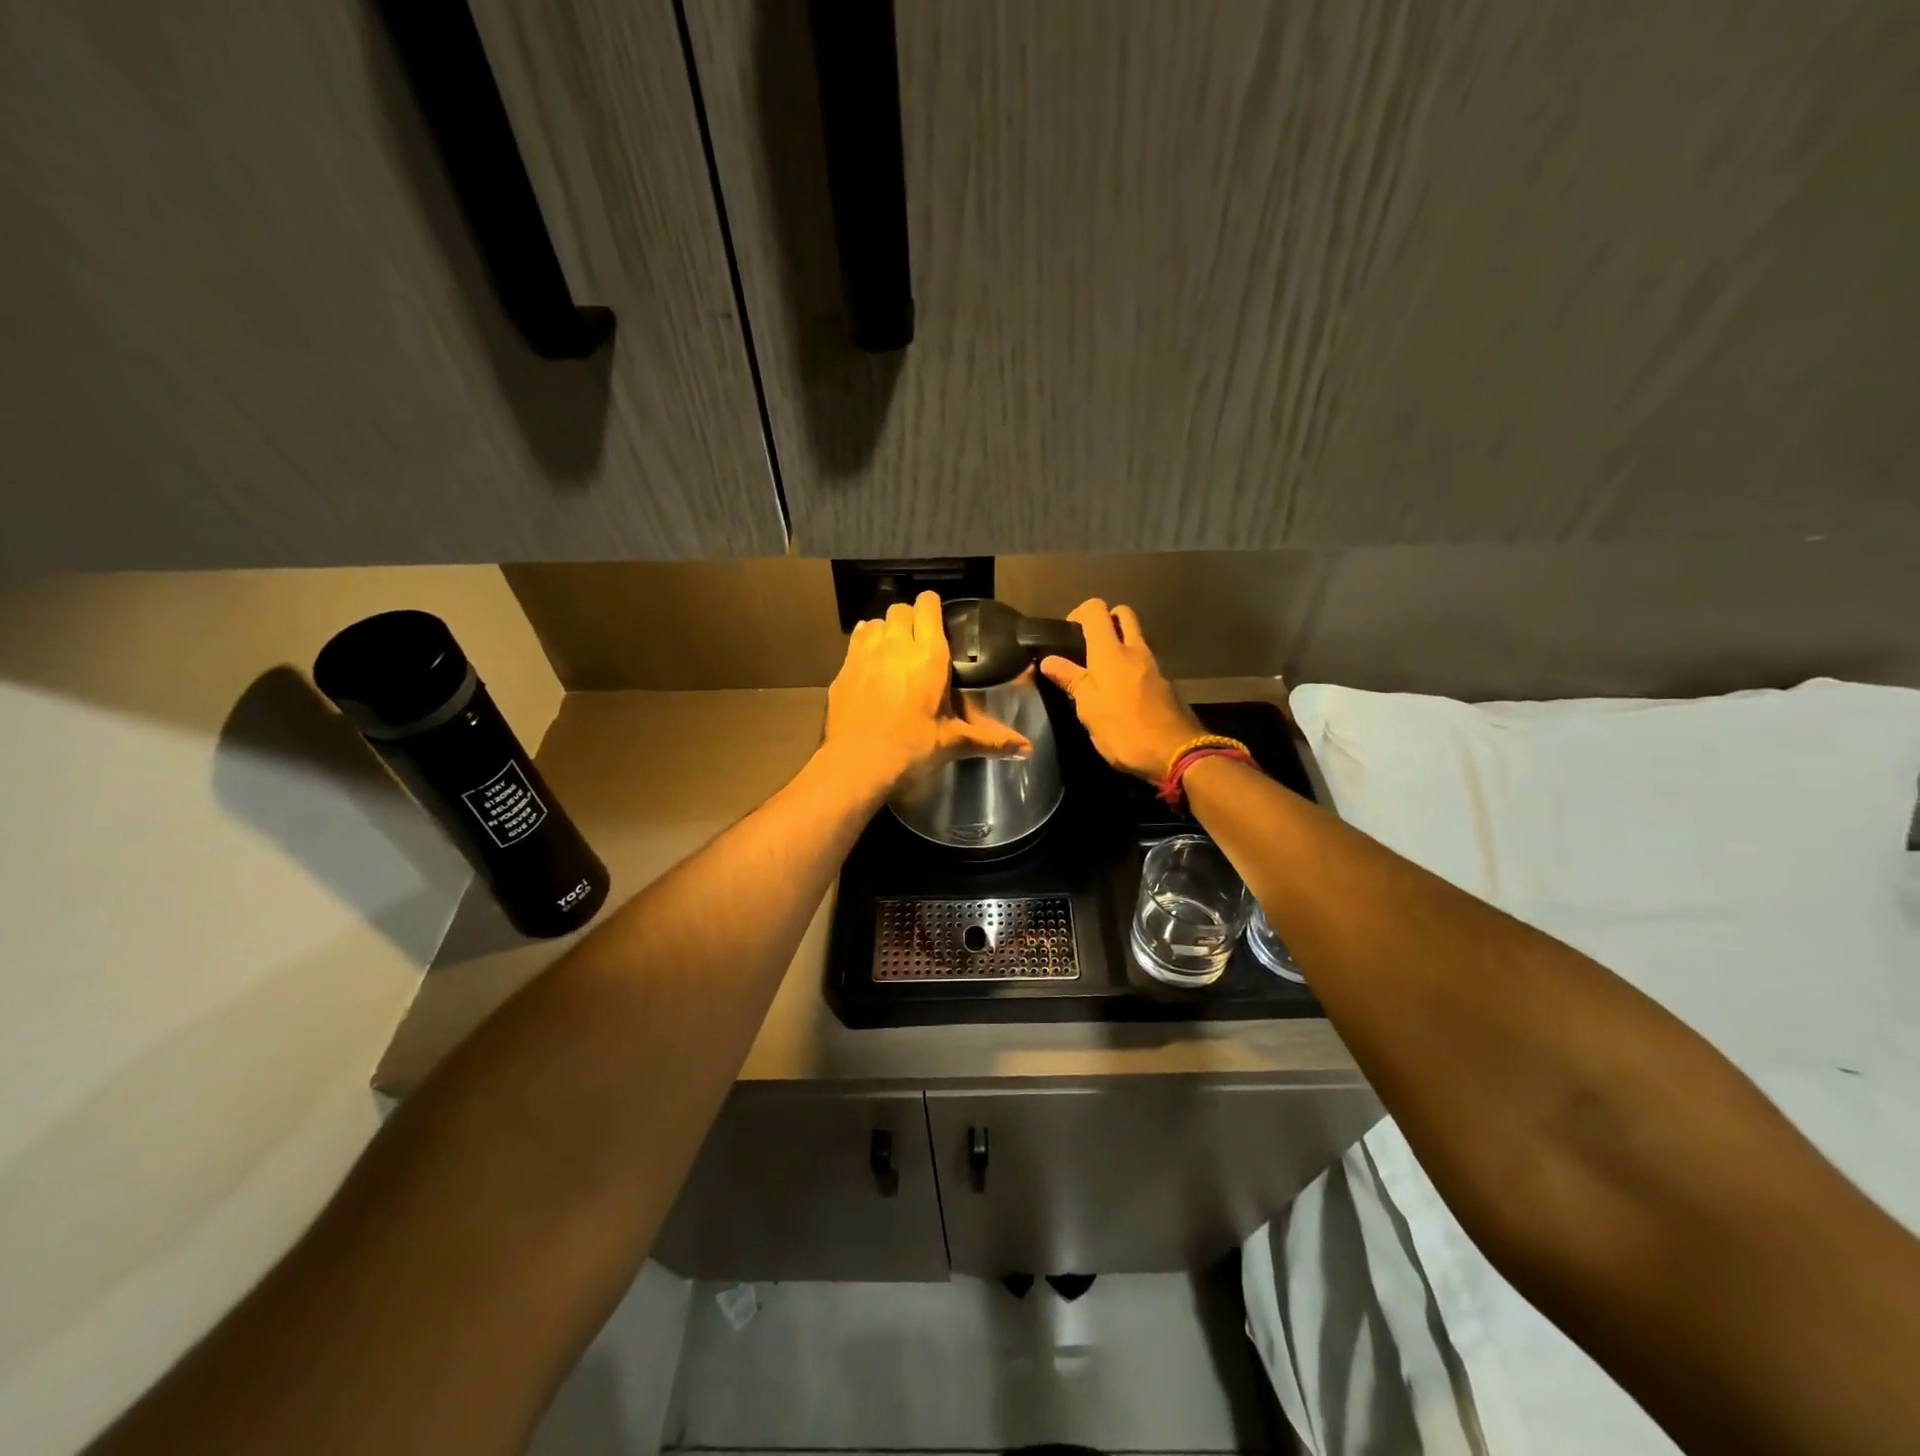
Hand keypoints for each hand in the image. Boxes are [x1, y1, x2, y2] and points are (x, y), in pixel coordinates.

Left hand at [821, 591, 1030, 792]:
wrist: (857, 765)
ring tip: (893, 650)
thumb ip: (991, 740)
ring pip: (875, 621)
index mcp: (928, 656)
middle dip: (910, 618)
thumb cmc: (911, 749)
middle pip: (900, 609)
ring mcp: (865, 654)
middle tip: (918, 640)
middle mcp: (896, 646)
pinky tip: (870, 664)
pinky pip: (855, 641)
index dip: (933, 607)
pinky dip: (864, 644)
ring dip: (885, 629)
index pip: (928, 606)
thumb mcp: (953, 743)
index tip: (938, 619)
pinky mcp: (843, 669)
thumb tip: (1028, 749)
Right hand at [1040, 599, 1201, 781]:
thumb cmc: (1124, 730)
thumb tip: (1048, 660)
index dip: (1079, 613)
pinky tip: (1120, 690)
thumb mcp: (1088, 708)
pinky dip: (1130, 664)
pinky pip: (1143, 660)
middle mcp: (1134, 649)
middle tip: (1087, 646)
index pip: (1095, 610)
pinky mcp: (1164, 682)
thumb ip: (1070, 680)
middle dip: (1105, 620)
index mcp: (1110, 651)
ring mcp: (1153, 664)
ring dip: (1119, 643)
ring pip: (1135, 637)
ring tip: (1100, 672)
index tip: (1067, 635)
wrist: (1176, 752)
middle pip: (1122, 614)